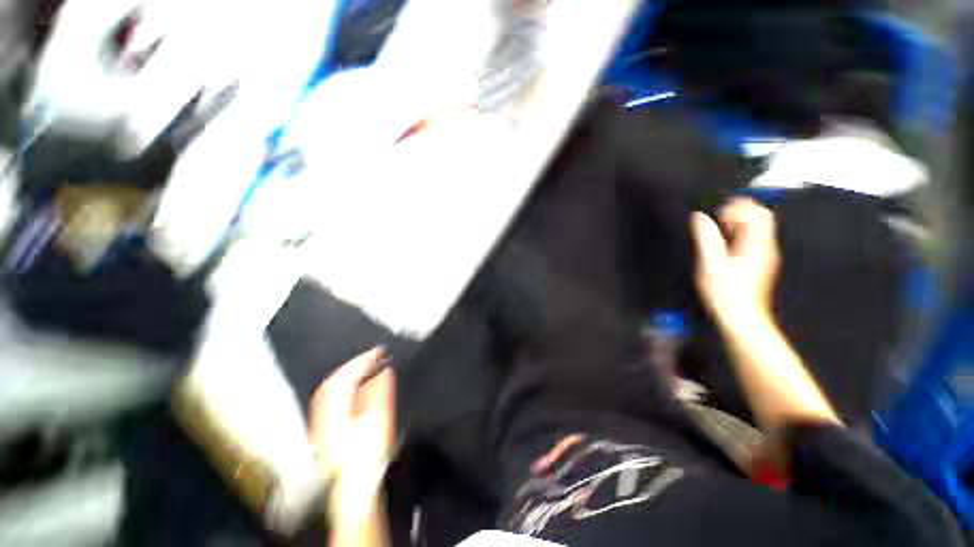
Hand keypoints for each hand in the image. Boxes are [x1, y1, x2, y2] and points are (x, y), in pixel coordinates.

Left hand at [310, 347, 394, 523]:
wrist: (354, 489)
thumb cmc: (367, 459)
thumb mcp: (378, 425)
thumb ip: (380, 396)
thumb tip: (383, 372)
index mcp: (338, 413)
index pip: (344, 378)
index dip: (361, 361)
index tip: (377, 352)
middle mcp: (327, 415)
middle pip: (334, 382)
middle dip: (354, 364)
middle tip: (373, 355)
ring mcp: (324, 422)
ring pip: (331, 389)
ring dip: (349, 373)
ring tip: (367, 365)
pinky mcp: (327, 429)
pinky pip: (332, 399)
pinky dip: (345, 386)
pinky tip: (356, 386)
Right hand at [691, 198, 779, 321]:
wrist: (741, 317)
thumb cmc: (727, 294)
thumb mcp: (710, 263)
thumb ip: (705, 238)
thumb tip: (699, 217)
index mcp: (756, 244)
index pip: (757, 211)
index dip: (737, 207)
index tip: (718, 215)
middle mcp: (765, 247)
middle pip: (760, 217)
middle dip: (738, 213)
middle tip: (719, 222)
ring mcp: (764, 255)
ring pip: (757, 228)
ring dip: (738, 225)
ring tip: (720, 234)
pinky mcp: (760, 263)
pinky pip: (753, 240)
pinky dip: (739, 236)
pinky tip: (725, 247)